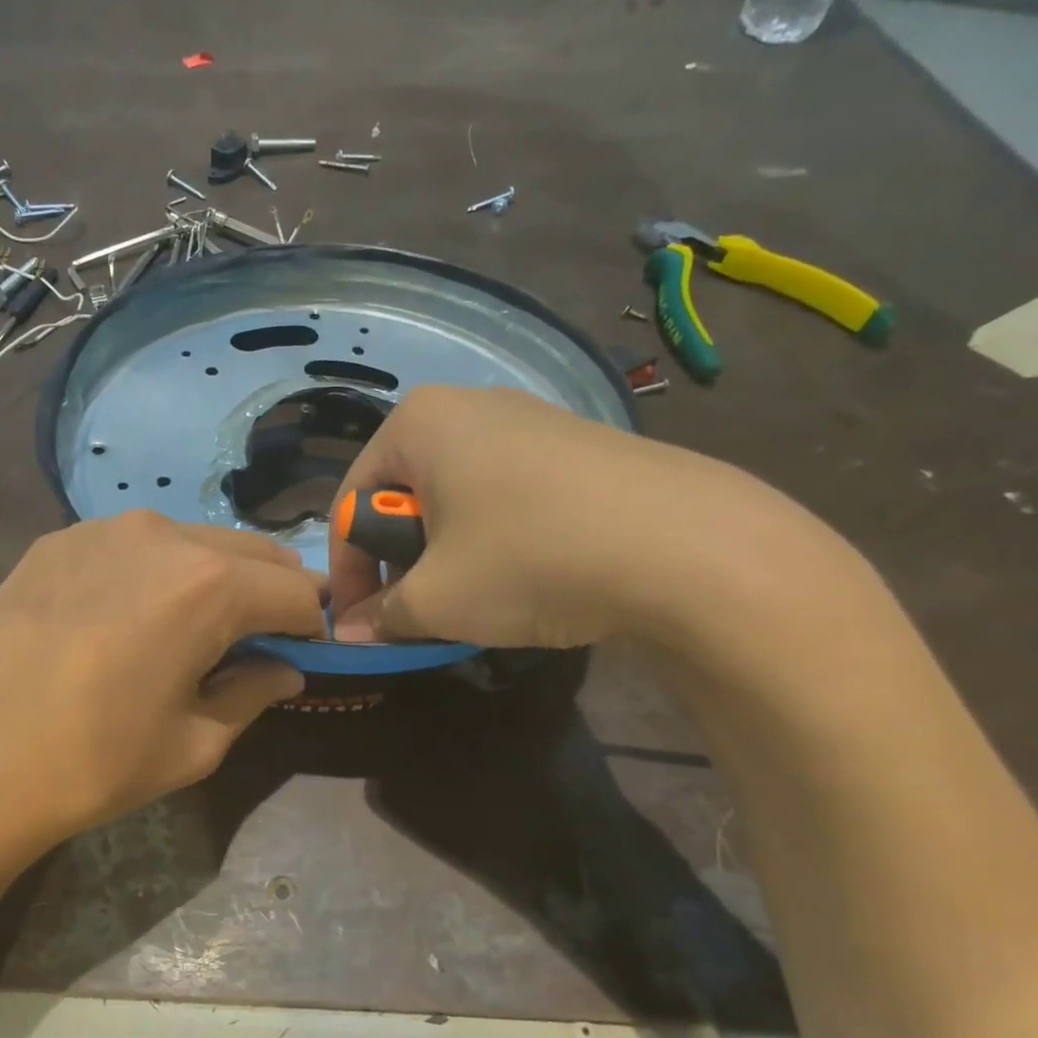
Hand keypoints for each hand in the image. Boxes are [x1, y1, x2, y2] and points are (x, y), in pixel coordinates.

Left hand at [0, 511, 324, 881]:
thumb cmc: (90, 763)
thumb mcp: (193, 744)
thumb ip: (252, 693)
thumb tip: (284, 668)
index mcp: (209, 583)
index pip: (295, 592)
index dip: (312, 626)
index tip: (305, 657)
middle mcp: (162, 534)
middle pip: (250, 554)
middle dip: (271, 594)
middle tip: (262, 643)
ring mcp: (101, 529)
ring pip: (191, 542)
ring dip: (215, 578)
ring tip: (194, 631)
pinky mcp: (55, 541)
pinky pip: (133, 547)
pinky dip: (157, 573)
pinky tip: (128, 619)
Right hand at [328, 385, 835, 650]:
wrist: (691, 548)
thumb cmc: (529, 560)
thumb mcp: (437, 600)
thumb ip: (380, 616)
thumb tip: (349, 633)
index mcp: (418, 423)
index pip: (350, 502)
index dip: (347, 571)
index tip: (358, 623)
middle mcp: (469, 404)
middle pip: (404, 494)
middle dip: (399, 559)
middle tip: (417, 610)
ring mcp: (532, 418)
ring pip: (457, 494)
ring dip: (446, 552)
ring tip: (474, 597)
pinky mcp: (579, 444)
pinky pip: (508, 492)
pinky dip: (496, 536)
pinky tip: (529, 574)